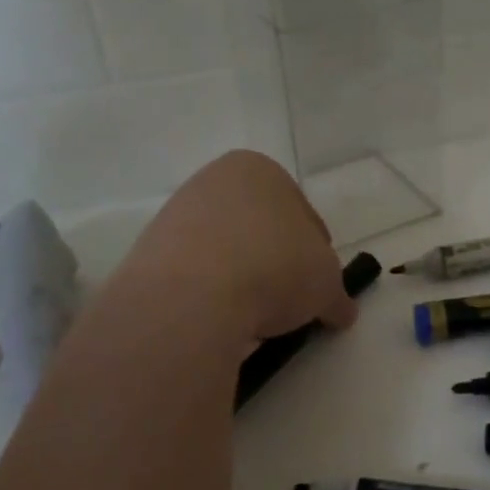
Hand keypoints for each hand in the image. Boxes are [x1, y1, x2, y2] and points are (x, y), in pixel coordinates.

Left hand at [116, 150, 357, 343]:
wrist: (191, 296)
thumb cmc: (274, 266)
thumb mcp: (326, 284)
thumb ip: (336, 293)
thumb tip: (340, 311)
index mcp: (260, 170)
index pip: (303, 213)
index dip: (318, 252)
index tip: (319, 285)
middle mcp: (214, 182)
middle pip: (260, 228)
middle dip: (276, 262)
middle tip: (289, 302)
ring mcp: (176, 216)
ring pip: (225, 251)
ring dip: (242, 279)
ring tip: (254, 317)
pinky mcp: (149, 253)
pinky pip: (195, 275)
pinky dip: (211, 294)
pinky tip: (221, 319)